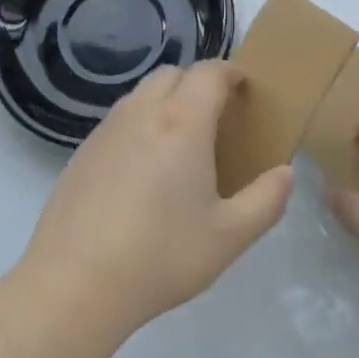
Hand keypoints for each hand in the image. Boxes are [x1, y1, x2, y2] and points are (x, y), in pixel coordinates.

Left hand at [18, 62, 291, 336]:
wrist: (74, 284)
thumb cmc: (160, 255)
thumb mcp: (229, 236)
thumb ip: (266, 200)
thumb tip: (285, 173)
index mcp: (182, 122)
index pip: (209, 73)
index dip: (231, 73)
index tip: (245, 89)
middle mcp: (142, 112)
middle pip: (173, 74)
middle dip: (198, 83)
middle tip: (217, 117)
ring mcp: (107, 130)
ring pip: (142, 93)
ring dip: (167, 101)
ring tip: (181, 142)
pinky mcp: (82, 152)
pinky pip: (119, 119)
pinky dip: (140, 124)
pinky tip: (143, 170)